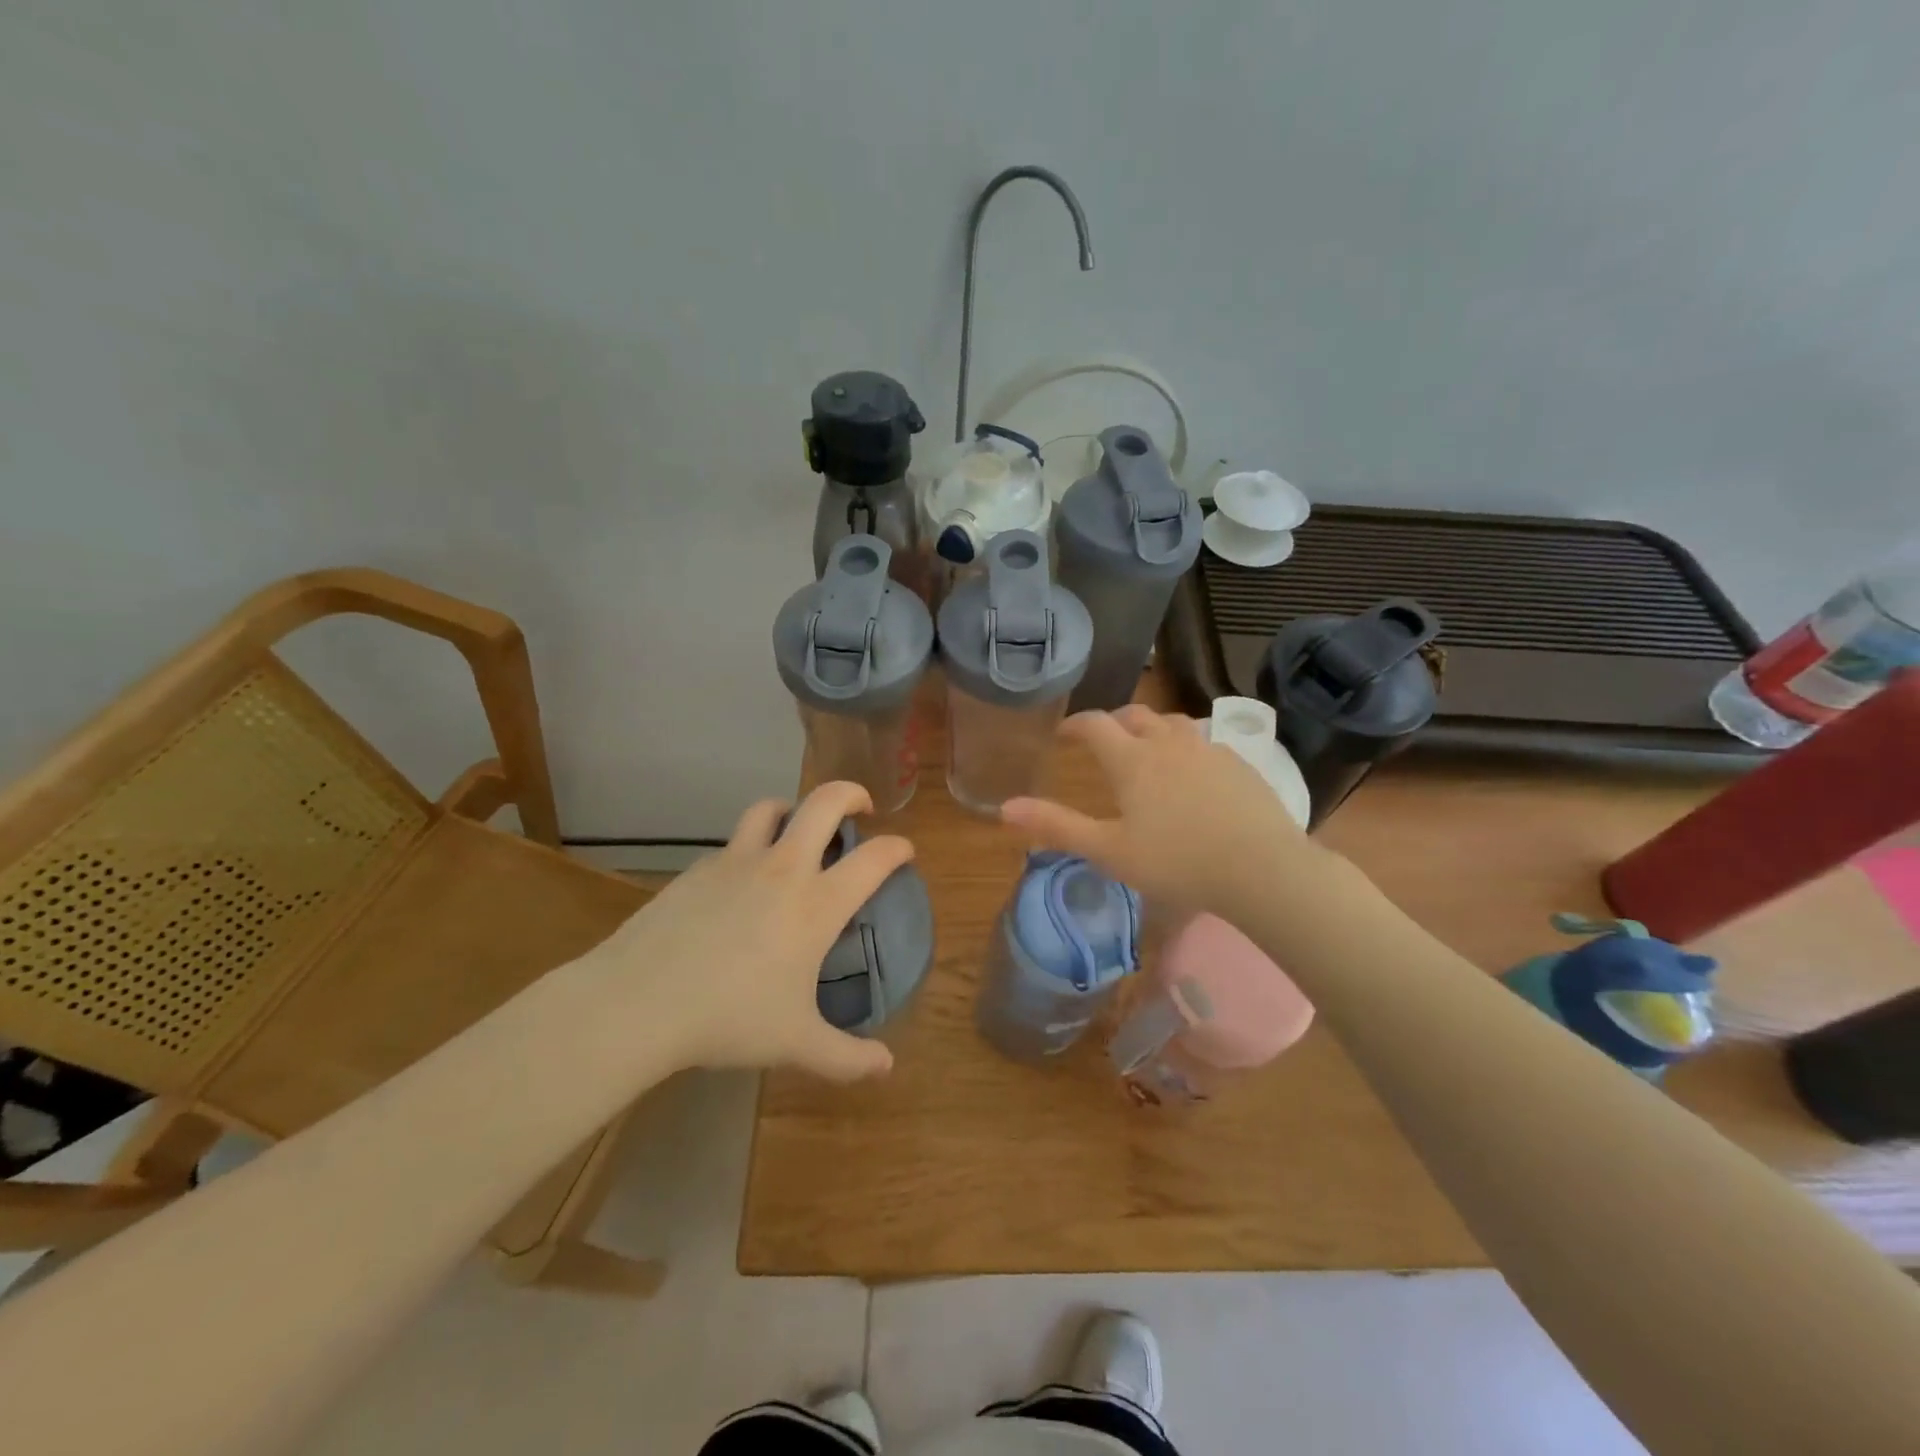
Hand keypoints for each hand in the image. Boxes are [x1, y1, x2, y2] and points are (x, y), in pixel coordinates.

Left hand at [585, 782, 911, 1082]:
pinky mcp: (699, 868)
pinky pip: (732, 843)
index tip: (904, 851)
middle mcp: (783, 868)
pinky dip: (748, 848)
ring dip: (792, 809)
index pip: (875, 858)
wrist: (639, 1001)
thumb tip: (886, 1067)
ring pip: (771, 809)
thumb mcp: (795, 1043)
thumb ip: (847, 1057)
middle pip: (825, 802)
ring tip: (796, 828)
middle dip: (851, 793)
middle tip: (860, 808)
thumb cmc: (729, 1018)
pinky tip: (740, 882)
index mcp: (817, 903)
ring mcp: (737, 861)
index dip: (898, 848)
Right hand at [1001, 706, 1328, 915]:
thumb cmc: (1176, 862)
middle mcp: (1168, 742)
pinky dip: (1187, 747)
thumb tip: (1004, 807)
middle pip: (1136, 715)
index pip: (1095, 724)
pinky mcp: (1239, 764)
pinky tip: (1192, 773)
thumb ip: (1057, 827)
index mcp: (1132, 759)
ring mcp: (1208, 749)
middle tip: (1103, 739)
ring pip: (1173, 724)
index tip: (1063, 733)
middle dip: (1114, 721)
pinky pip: (1205, 742)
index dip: (1075, 724)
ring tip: (1147, 748)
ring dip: (1152, 729)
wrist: (1261, 869)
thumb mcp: (1109, 851)